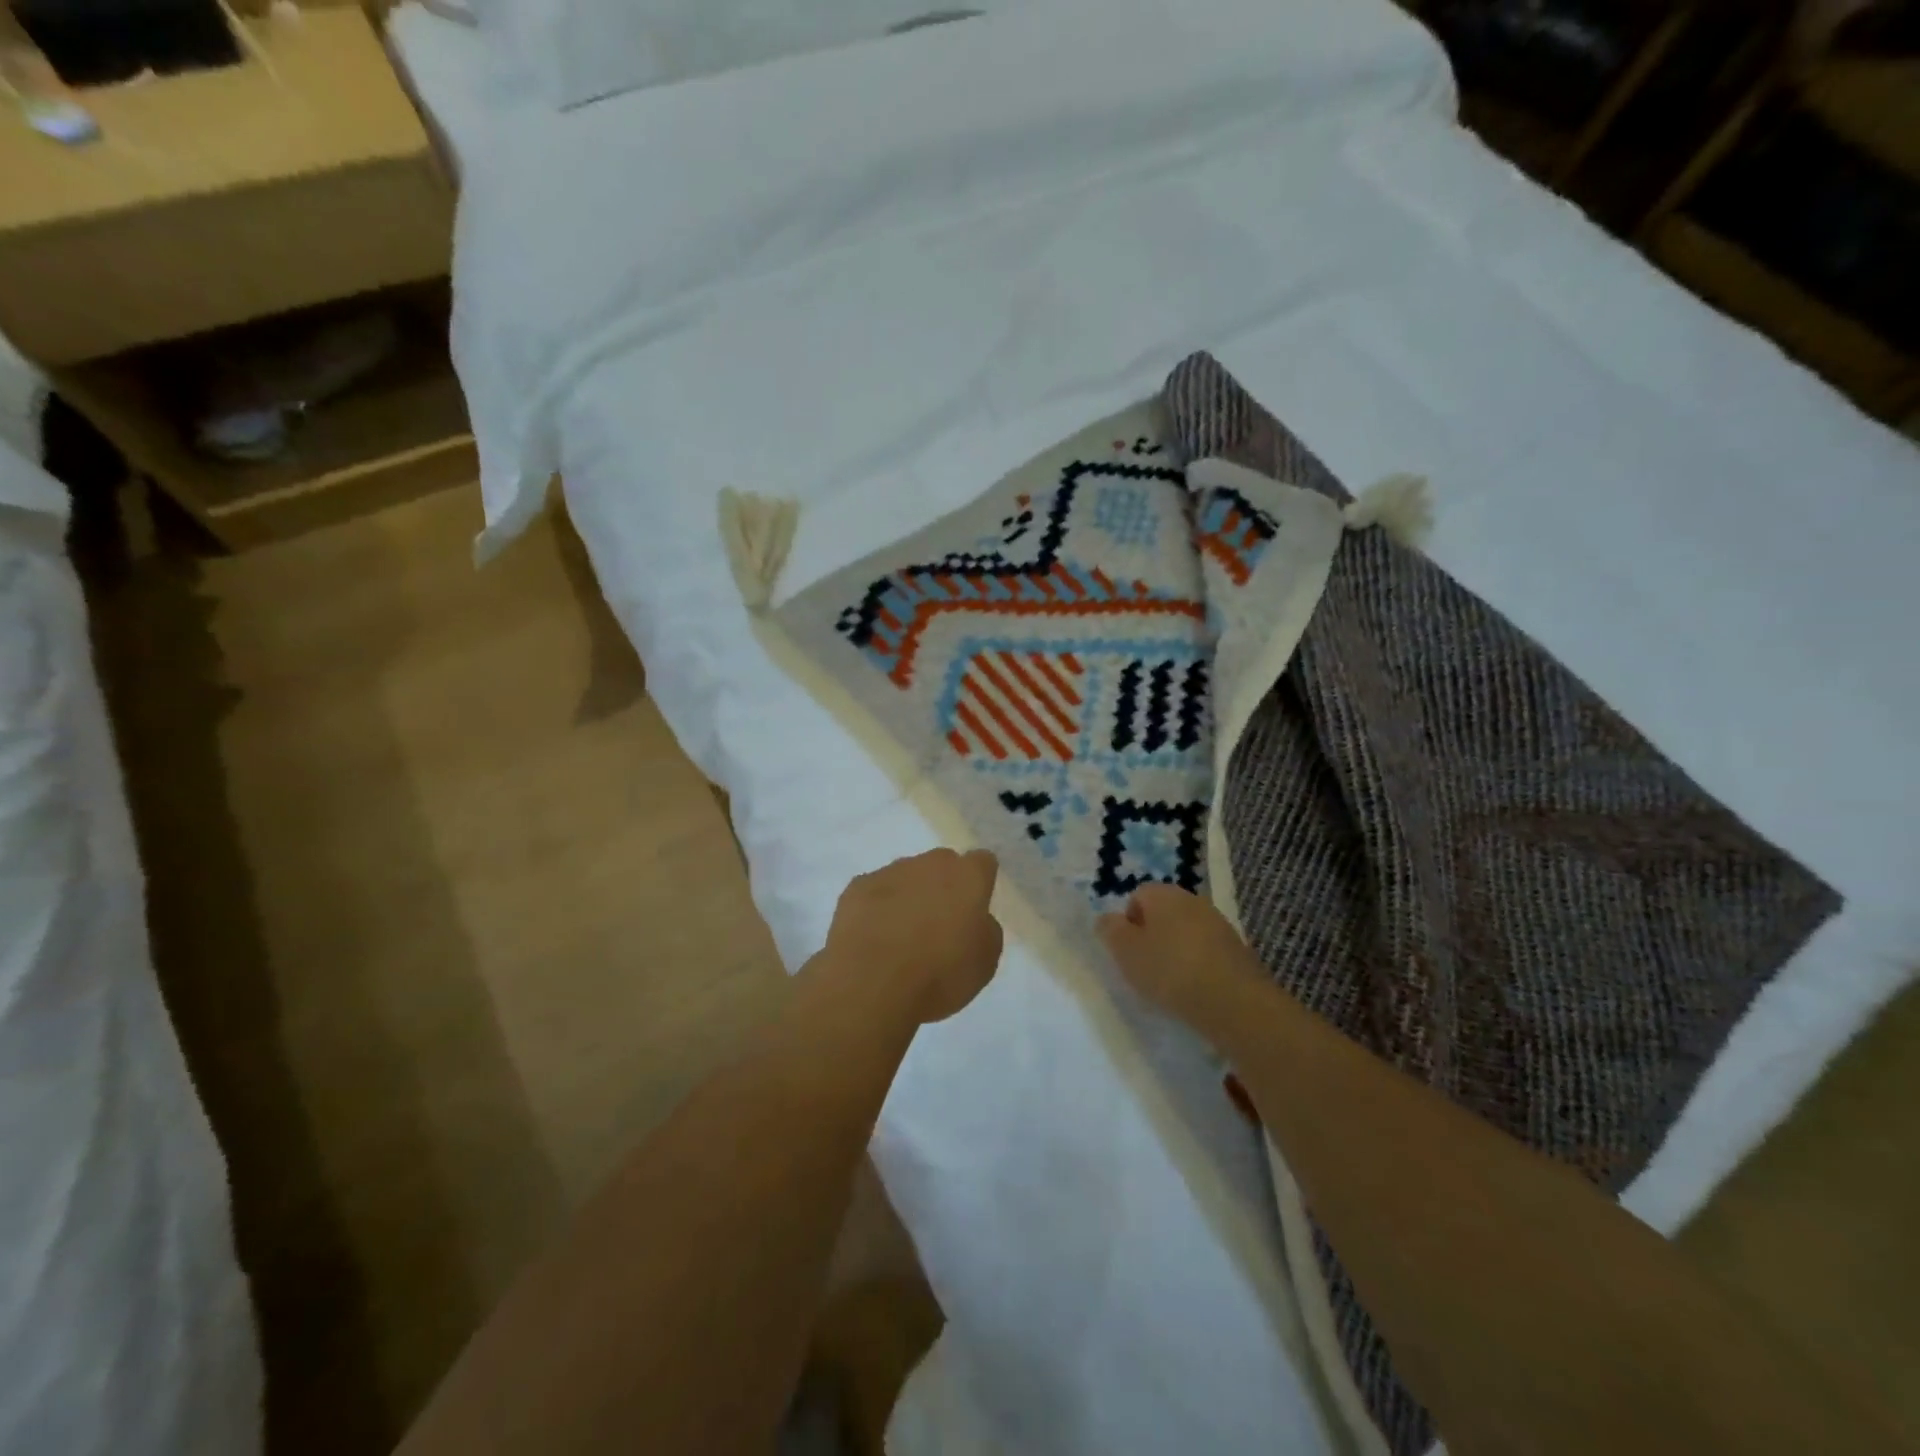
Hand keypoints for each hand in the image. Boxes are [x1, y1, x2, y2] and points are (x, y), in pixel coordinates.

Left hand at [825, 849, 1003, 1024]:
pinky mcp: (857, 887)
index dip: (980, 884)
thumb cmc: (939, 975)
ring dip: (908, 897)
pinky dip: (876, 909)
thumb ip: (985, 931)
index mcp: (967, 877)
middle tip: (938, 925)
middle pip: (942, 866)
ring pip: (906, 877)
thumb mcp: (985, 963)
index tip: (974, 909)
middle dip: (942, 887)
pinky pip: (874, 892)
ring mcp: (890, 872)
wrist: (871, 984)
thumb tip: (975, 920)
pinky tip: (873, 939)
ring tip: (900, 938)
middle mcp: (930, 864)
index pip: (982, 862)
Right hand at [1095, 883, 1268, 1027]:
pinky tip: (1195, 989)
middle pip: (1162, 913)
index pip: (1137, 896)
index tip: (1128, 952)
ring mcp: (1218, 923)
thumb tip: (1107, 919)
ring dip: (1175, 951)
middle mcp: (1192, 900)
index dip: (1128, 923)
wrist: (1234, 1002)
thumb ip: (1110, 931)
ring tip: (1171, 983)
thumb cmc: (1170, 971)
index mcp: (1163, 893)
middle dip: (1152, 936)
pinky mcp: (1237, 949)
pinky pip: (1206, 951)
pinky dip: (1198, 965)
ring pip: (1185, 932)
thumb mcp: (1126, 952)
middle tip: (1145, 967)